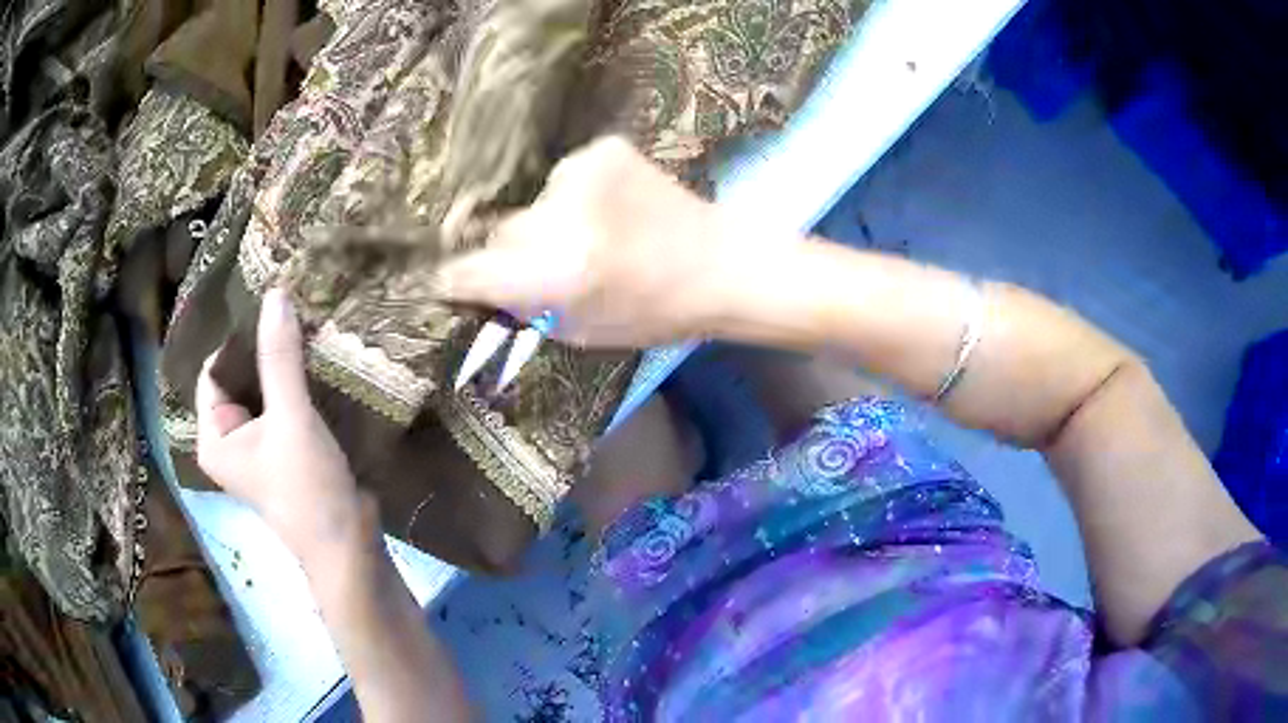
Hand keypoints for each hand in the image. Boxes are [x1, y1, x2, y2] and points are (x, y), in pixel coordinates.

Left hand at [196, 288, 371, 569]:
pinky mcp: (283, 453)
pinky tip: (315, 364)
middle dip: (262, 351)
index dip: (237, 340)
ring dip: (281, 367)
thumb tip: (274, 294)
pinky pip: (281, 408)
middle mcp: (228, 441)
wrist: (349, 544)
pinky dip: (294, 387)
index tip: (267, 308)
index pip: (214, 372)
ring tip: (304, 330)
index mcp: (213, 437)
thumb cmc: (307, 487)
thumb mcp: (290, 418)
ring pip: (262, 393)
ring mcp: (257, 448)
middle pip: (238, 381)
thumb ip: (279, 358)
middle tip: (289, 312)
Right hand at [436, 137, 770, 346]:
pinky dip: (576, 196)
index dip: (454, 278)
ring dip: (548, 221)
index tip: (445, 281)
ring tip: (595, 236)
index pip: (471, 271)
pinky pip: (565, 178)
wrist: (721, 261)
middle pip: (502, 231)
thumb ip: (522, 308)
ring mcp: (583, 173)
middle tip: (549, 263)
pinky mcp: (604, 149)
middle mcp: (561, 216)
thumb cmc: (654, 312)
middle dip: (512, 251)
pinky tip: (613, 209)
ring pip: (534, 203)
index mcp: (556, 273)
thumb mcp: (579, 332)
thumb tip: (475, 284)